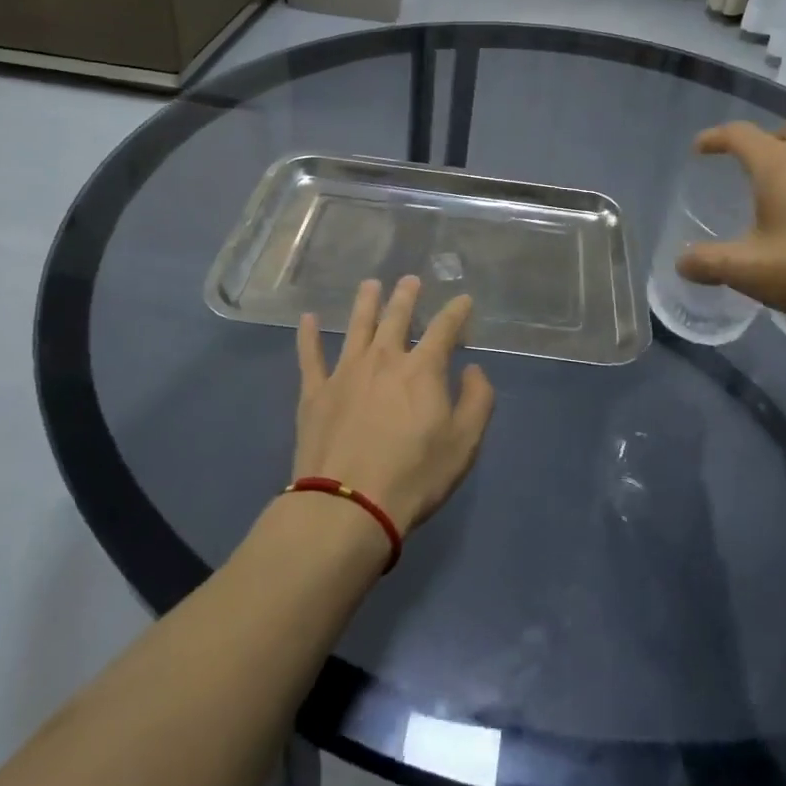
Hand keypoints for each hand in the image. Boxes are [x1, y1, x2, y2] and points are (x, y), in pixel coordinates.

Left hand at [294, 276, 496, 532]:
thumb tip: (472, 370)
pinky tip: (308, 318)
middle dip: (406, 296)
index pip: (444, 329)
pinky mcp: (315, 392)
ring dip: (365, 303)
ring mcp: (345, 372)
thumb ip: (477, 401)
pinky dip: (308, 335)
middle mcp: (384, 359)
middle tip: (410, 280)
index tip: (463, 299)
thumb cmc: (414, 476)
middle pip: (396, 318)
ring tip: (369, 285)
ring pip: (356, 326)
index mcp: (422, 369)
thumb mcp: (464, 444)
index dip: (456, 312)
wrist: (348, 505)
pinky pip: (310, 355)